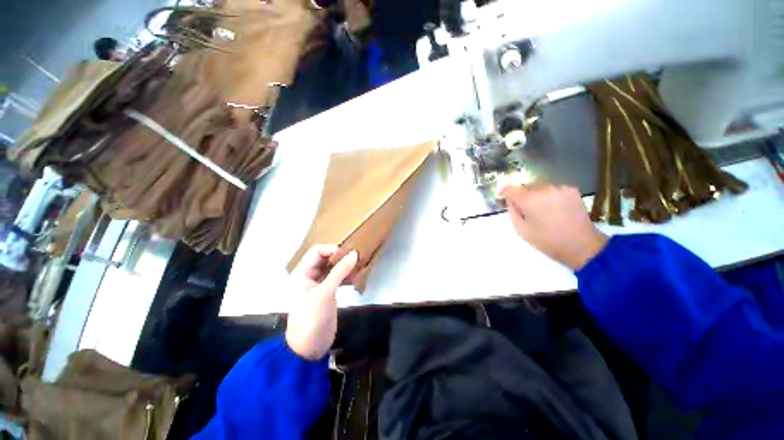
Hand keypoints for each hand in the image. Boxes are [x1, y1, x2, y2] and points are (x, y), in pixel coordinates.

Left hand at [286, 245, 357, 360]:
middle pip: (326, 258)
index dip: (331, 249)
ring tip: (359, 266)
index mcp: (302, 273)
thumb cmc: (312, 317)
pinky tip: (356, 278)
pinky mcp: (328, 292)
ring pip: (333, 268)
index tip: (347, 254)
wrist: (309, 347)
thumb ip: (339, 272)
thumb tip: (354, 254)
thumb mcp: (325, 292)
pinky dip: (347, 276)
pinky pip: (338, 278)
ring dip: (345, 266)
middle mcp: (310, 276)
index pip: (317, 251)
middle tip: (356, 258)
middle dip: (340, 256)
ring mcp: (319, 284)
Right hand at [500, 184, 607, 269]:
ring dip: (537, 195)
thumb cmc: (547, 241)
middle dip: (522, 195)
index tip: (503, 196)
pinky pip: (553, 189)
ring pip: (540, 187)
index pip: (510, 189)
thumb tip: (511, 202)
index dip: (505, 192)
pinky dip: (550, 196)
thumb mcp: (522, 230)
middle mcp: (543, 189)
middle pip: (526, 187)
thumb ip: (513, 212)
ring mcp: (559, 188)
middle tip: (525, 208)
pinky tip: (555, 208)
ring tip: (542, 210)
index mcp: (529, 200)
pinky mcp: (571, 190)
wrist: (582, 245)